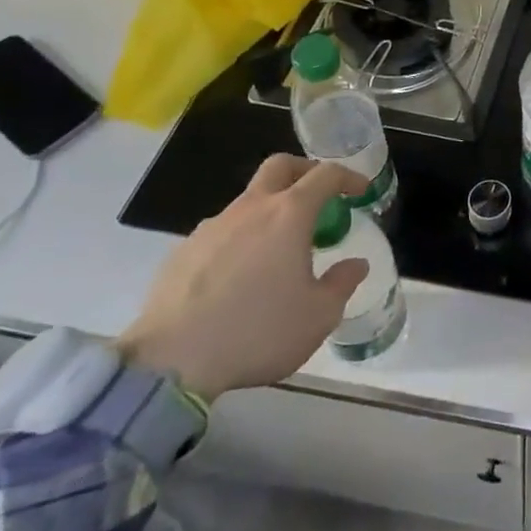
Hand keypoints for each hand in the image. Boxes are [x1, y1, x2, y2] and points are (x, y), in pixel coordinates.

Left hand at [115, 154, 368, 398]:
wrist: (170, 363)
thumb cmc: (257, 331)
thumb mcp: (318, 316)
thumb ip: (342, 283)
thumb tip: (355, 264)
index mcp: (289, 214)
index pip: (326, 175)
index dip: (348, 177)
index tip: (360, 191)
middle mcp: (250, 209)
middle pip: (279, 167)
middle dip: (304, 172)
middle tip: (319, 196)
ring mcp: (211, 228)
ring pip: (246, 202)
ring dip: (268, 212)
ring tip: (276, 251)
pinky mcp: (181, 253)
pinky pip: (219, 234)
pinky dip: (238, 241)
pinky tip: (237, 278)